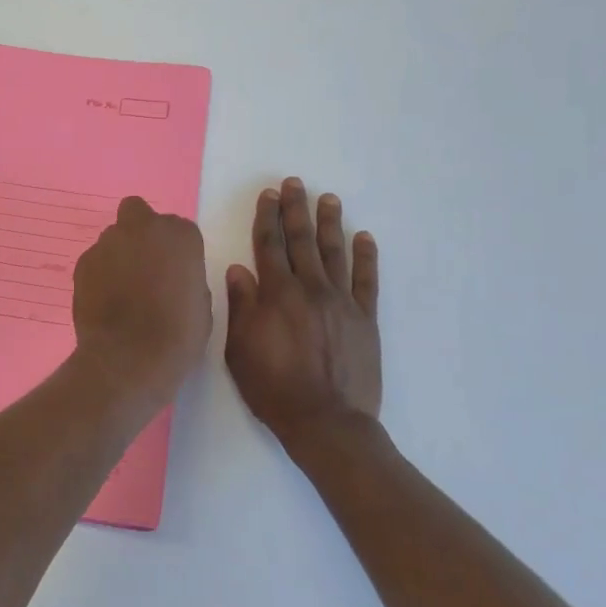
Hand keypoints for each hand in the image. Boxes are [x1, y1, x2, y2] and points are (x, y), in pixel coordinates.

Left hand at [72, 196, 211, 407]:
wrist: (129, 358)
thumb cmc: (178, 335)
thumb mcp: (201, 304)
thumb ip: (186, 277)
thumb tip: (172, 276)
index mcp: (179, 235)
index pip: (179, 229)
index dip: (176, 251)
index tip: (175, 273)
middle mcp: (143, 228)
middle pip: (138, 213)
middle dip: (141, 232)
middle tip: (144, 265)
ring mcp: (108, 242)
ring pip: (113, 236)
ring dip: (118, 253)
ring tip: (122, 289)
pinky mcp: (83, 262)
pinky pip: (95, 260)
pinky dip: (99, 273)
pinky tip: (104, 300)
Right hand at [224, 178, 381, 452]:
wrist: (327, 422)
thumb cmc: (274, 389)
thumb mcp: (240, 350)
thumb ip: (241, 306)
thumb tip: (239, 269)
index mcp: (277, 295)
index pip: (269, 246)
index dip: (267, 218)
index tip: (268, 194)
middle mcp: (311, 289)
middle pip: (301, 241)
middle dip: (296, 210)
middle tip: (295, 184)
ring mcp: (342, 302)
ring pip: (335, 253)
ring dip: (330, 223)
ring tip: (328, 199)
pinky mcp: (365, 319)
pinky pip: (367, 281)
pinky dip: (366, 257)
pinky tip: (365, 237)